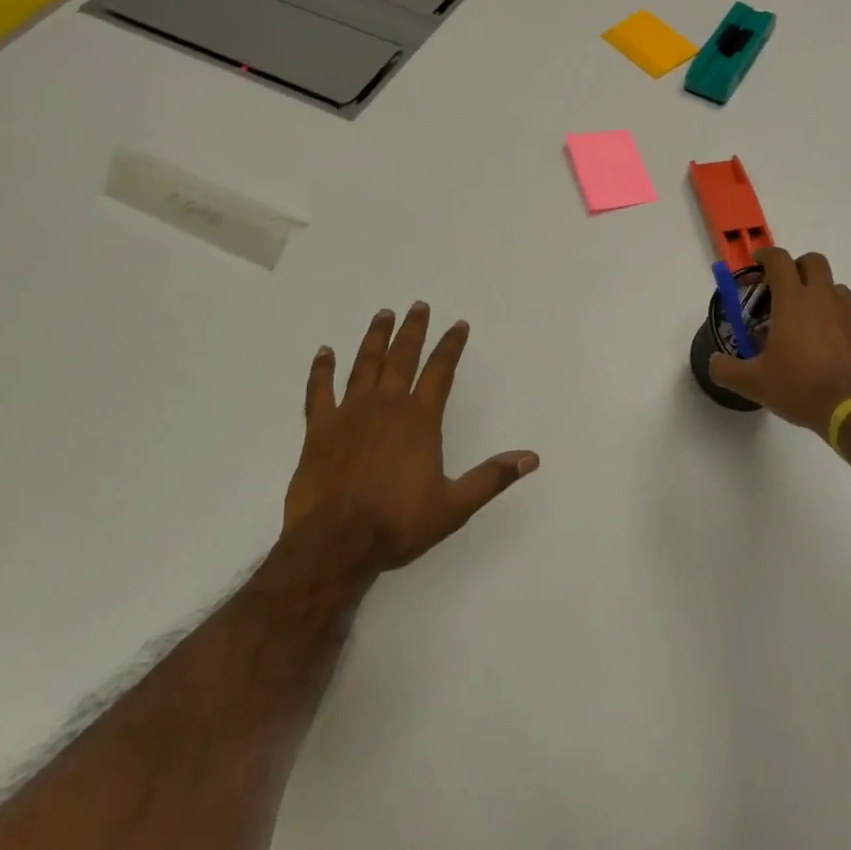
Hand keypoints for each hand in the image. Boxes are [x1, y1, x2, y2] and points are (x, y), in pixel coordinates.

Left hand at [282, 303, 538, 572]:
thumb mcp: (454, 506)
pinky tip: (324, 352)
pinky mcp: (319, 428)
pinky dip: (321, 370)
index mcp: (419, 419)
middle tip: (419, 306)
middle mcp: (386, 405)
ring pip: (365, 364)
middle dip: (413, 330)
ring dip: (375, 338)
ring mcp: (350, 413)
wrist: (335, 543)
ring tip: (383, 314)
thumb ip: (491, 477)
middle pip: (402, 356)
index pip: (440, 370)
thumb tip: (531, 457)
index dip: (451, 346)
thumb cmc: (397, 523)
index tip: (458, 325)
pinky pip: (319, 390)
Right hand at [710, 247, 850, 434]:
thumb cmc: (800, 388)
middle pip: (814, 262)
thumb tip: (714, 362)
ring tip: (810, 320)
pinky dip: (840, 322)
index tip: (758, 264)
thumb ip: (726, 369)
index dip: (766, 256)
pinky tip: (833, 347)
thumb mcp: (753, 383)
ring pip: (836, 288)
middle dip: (798, 267)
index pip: (779, 260)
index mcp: (793, 301)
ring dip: (821, 294)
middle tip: (785, 289)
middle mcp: (824, 298)